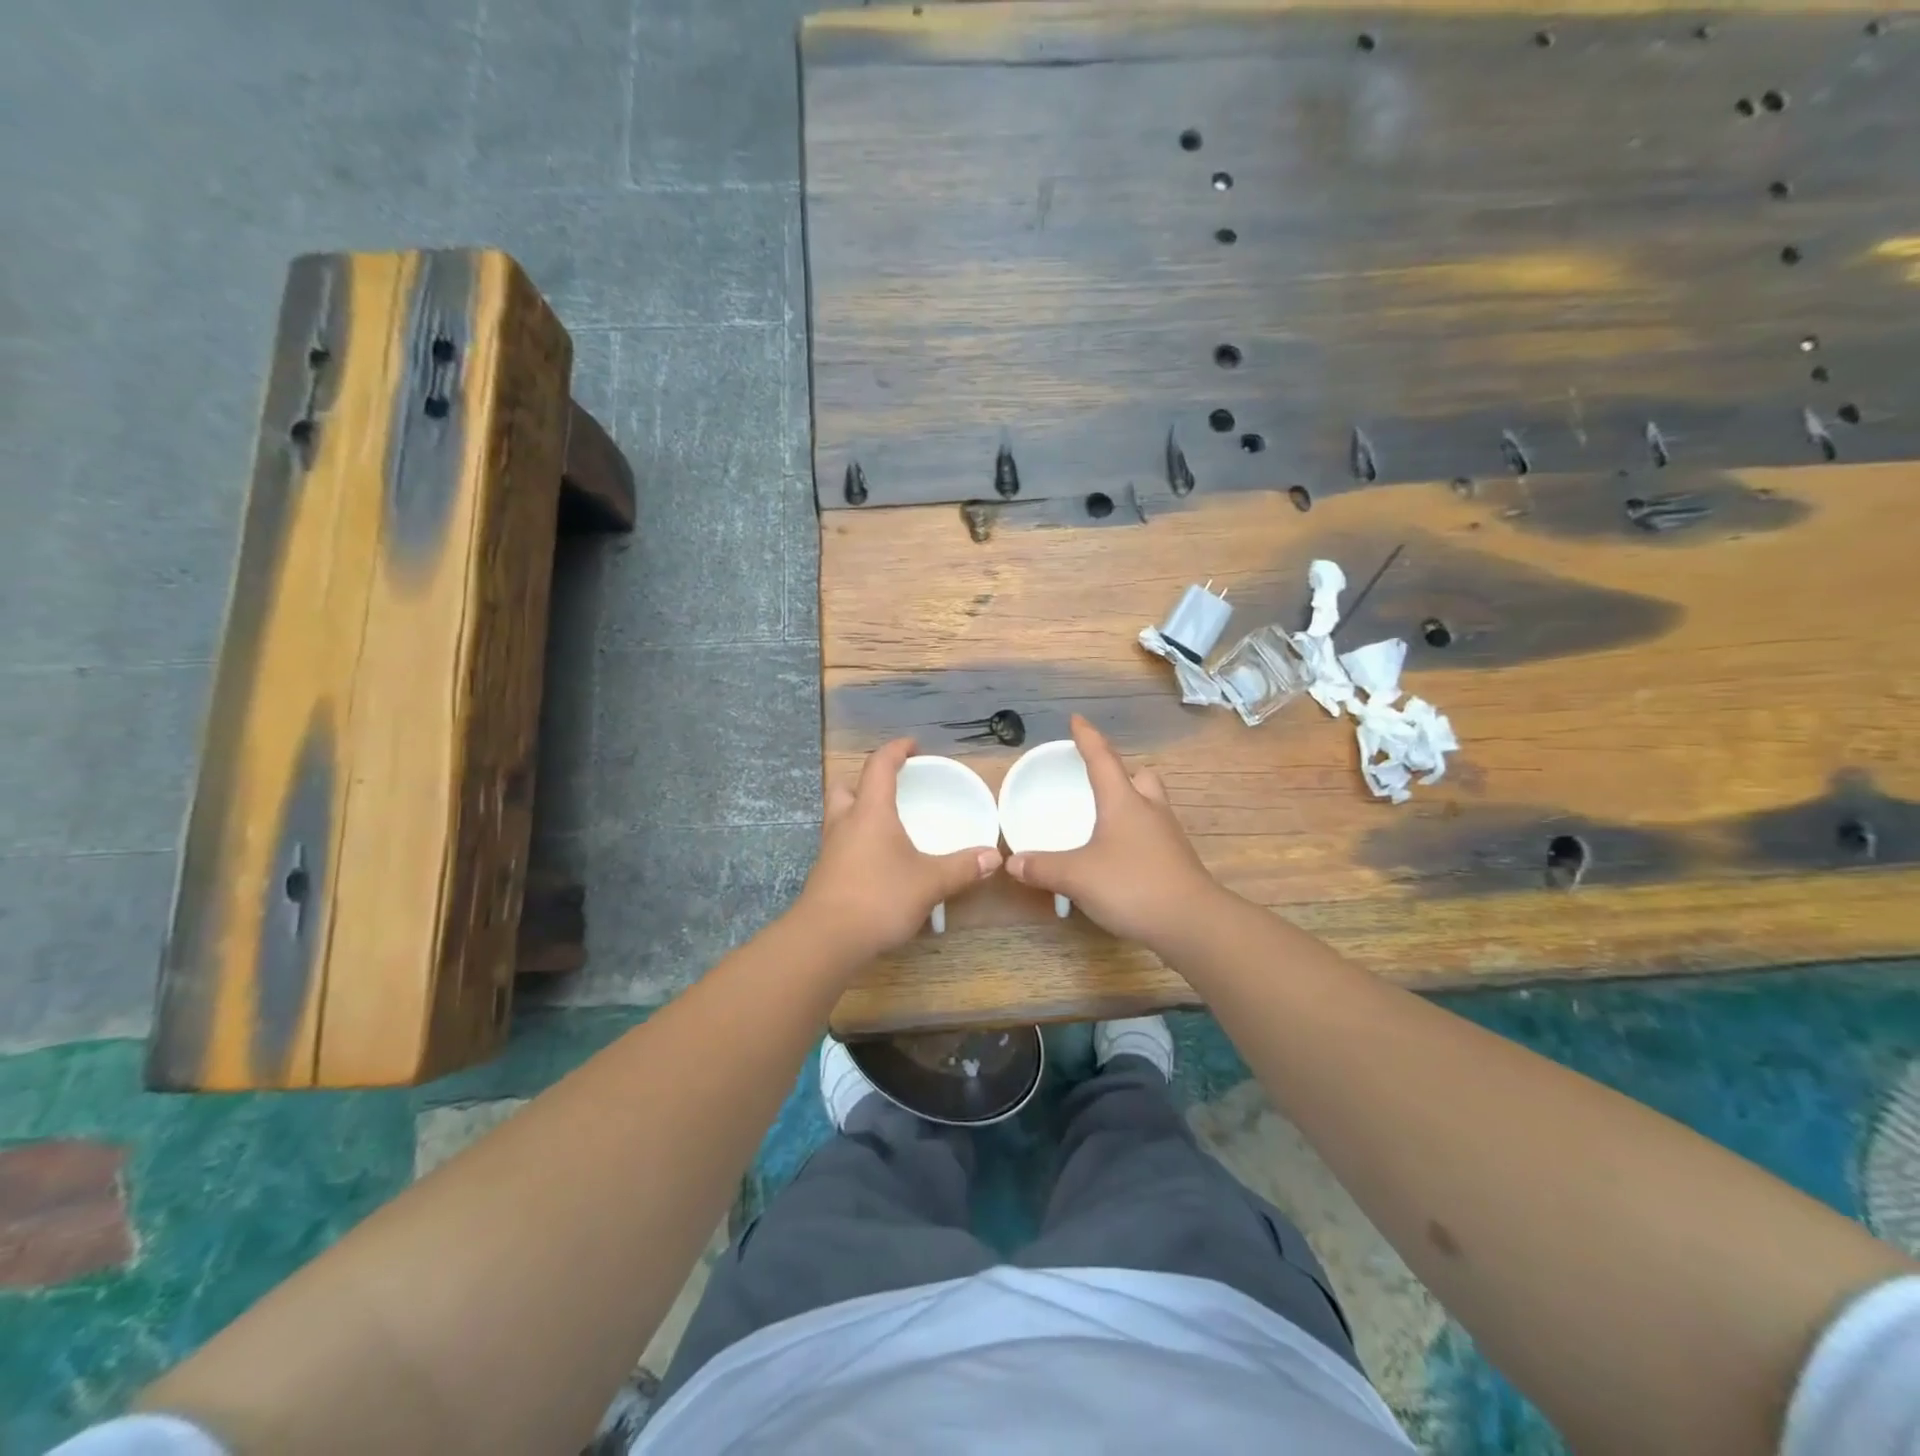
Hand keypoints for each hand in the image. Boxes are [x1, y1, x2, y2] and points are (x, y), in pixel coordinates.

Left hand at [796, 738, 1002, 961]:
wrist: (826, 940)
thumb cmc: (878, 898)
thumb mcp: (929, 882)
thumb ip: (962, 868)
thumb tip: (993, 856)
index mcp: (870, 811)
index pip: (879, 765)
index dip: (896, 750)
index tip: (913, 746)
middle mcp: (845, 823)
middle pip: (846, 786)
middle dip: (866, 780)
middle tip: (891, 788)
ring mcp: (830, 849)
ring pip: (840, 815)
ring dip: (859, 811)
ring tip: (887, 823)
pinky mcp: (826, 874)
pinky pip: (841, 843)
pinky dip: (857, 840)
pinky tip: (877, 860)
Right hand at [1005, 715, 1220, 948]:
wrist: (1192, 923)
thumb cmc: (1132, 886)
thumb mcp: (1077, 876)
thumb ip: (1042, 867)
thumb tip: (1013, 861)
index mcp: (1124, 802)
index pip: (1102, 758)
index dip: (1087, 737)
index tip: (1077, 720)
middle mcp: (1149, 810)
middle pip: (1141, 777)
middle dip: (1122, 773)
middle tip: (1101, 782)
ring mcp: (1168, 836)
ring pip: (1151, 805)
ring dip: (1132, 804)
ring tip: (1107, 821)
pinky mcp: (1177, 862)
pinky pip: (1154, 835)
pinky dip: (1137, 835)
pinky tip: (1121, 856)